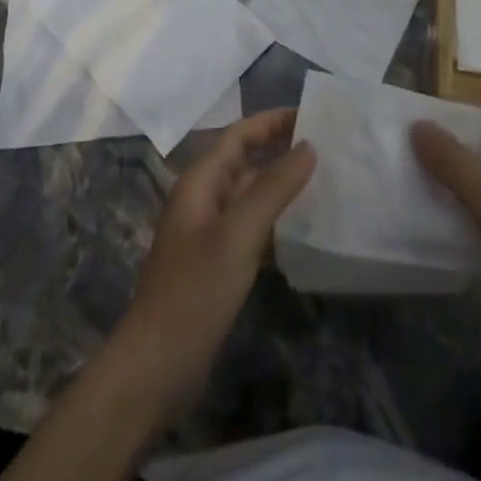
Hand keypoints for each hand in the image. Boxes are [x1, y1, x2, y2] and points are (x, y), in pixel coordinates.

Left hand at [116, 108, 315, 419]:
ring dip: (279, 182)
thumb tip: (308, 146)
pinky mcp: (216, 263)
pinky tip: (301, 226)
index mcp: (200, 182)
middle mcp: (202, 199)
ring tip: (321, 178)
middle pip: (243, 160)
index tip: (311, 113)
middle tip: (325, 144)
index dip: (272, 121)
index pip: (239, 135)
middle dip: (279, 148)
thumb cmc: (195, 290)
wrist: (156, 366)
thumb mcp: (239, 234)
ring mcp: (208, 232)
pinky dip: (274, 217)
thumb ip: (274, 188)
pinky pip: (250, 225)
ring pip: (248, 193)